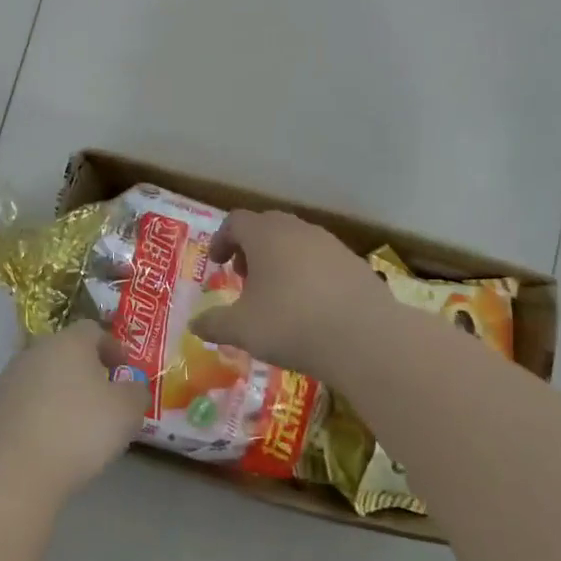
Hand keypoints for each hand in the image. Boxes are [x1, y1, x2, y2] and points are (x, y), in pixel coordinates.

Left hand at [0, 322, 148, 502]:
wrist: (9, 472)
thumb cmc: (77, 432)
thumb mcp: (126, 412)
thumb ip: (136, 392)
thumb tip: (132, 386)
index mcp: (67, 343)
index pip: (93, 330)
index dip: (112, 347)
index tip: (125, 371)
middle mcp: (33, 353)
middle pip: (64, 353)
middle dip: (84, 371)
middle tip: (103, 398)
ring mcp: (6, 381)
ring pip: (40, 379)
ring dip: (58, 394)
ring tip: (75, 426)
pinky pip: (21, 406)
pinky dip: (36, 417)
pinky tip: (45, 444)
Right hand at [189, 209, 389, 380]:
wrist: (365, 338)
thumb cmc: (291, 324)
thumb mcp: (242, 329)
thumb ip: (214, 324)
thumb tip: (194, 325)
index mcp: (266, 235)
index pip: (236, 221)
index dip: (221, 239)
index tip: (217, 263)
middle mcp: (298, 230)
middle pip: (268, 226)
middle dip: (251, 248)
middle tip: (244, 276)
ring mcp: (331, 245)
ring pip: (297, 241)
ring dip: (280, 260)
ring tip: (276, 293)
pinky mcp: (355, 264)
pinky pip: (322, 260)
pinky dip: (308, 273)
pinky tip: (310, 306)